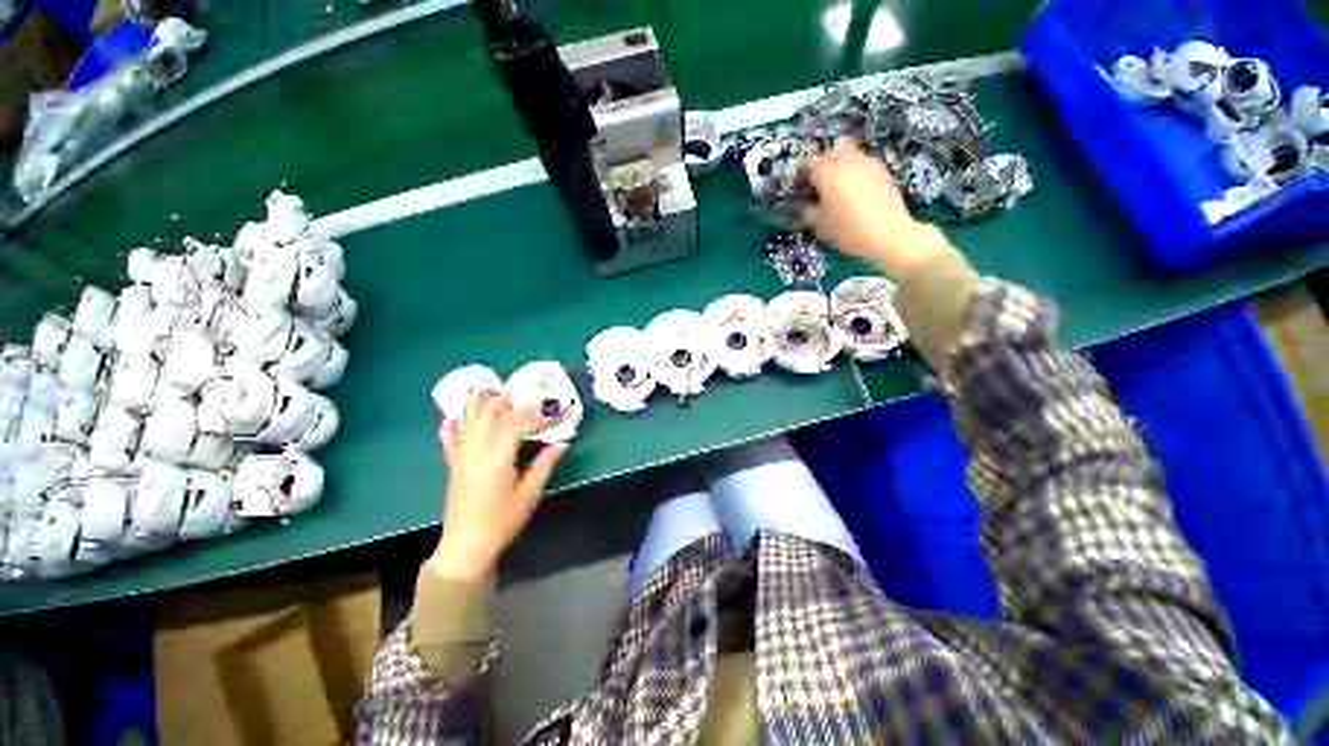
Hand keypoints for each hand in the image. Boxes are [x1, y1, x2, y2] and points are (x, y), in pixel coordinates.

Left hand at [428, 394, 567, 582]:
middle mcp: (477, 451)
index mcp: (498, 457)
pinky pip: (449, 441)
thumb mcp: (530, 493)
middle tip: (519, 392)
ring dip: (479, 406)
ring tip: (490, 392)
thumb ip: (545, 464)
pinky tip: (453, 418)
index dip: (530, 410)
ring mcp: (462, 458)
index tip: (543, 399)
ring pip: (468, 423)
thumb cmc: (502, 520)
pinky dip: (451, 428)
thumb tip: (562, 442)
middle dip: (503, 400)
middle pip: (488, 416)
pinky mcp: (453, 467)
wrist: (466, 546)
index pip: (515, 423)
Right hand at [804, 141, 956, 277]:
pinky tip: (854, 192)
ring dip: (840, 167)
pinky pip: (862, 165)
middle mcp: (847, 161)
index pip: (808, 165)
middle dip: (822, 167)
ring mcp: (867, 163)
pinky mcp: (882, 171)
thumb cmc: (849, 231)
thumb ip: (808, 212)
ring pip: (848, 156)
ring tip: (837, 188)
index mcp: (827, 173)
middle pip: (829, 154)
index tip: (802, 188)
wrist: (887, 235)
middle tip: (818, 185)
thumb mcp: (819, 226)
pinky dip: (855, 173)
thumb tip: (805, 208)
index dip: (803, 177)